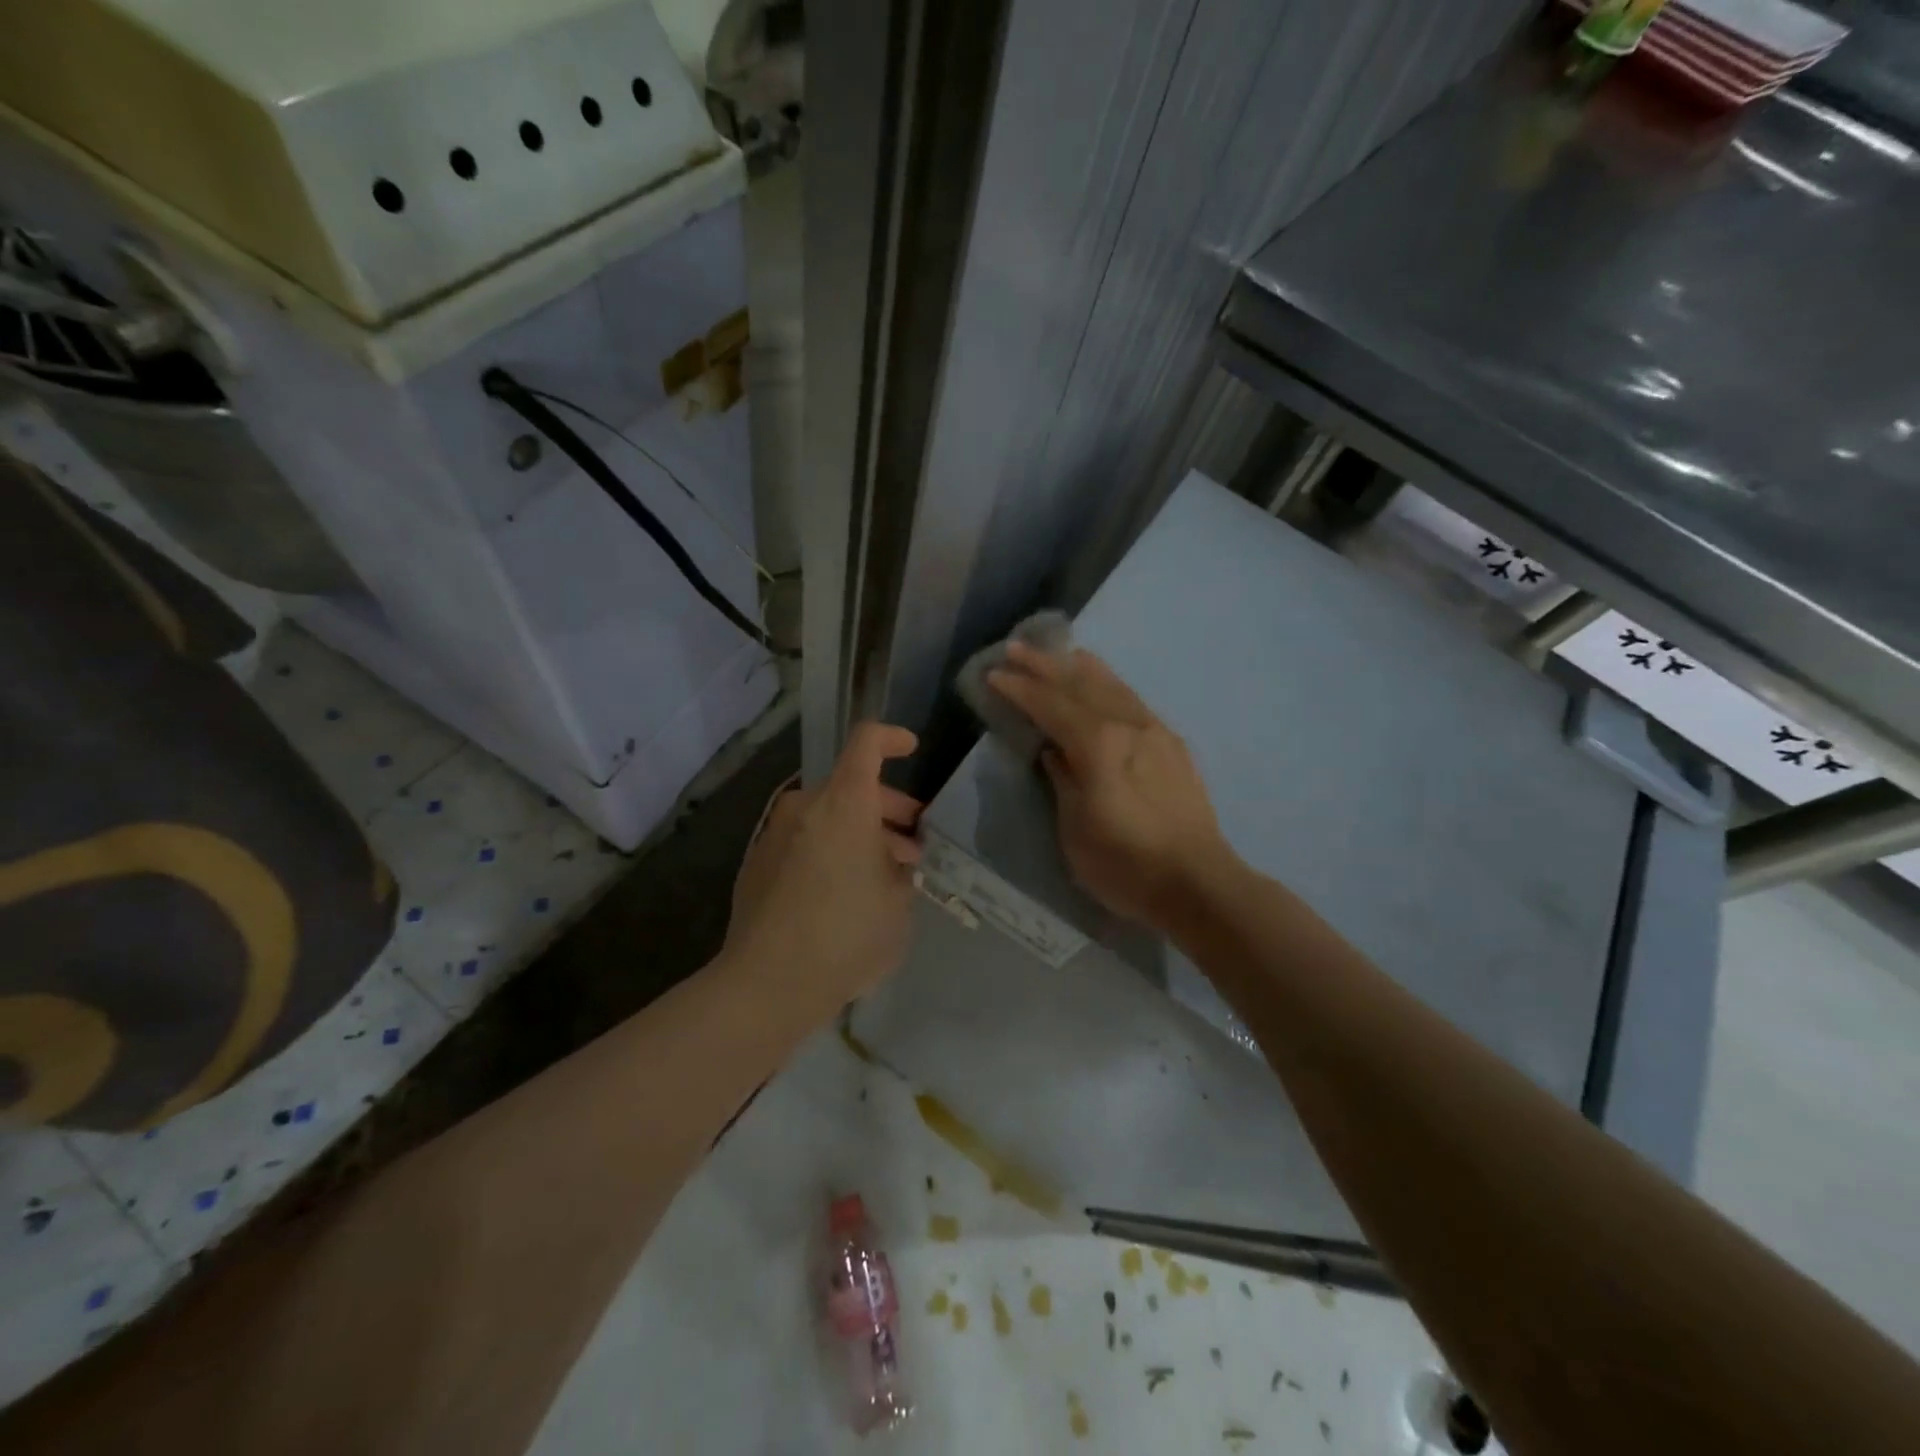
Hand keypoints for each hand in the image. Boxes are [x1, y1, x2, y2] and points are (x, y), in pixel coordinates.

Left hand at [723, 723, 923, 1016]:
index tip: (912, 749)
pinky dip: (830, 851)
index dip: (893, 738)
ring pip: (828, 816)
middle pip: (851, 785)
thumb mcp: (899, 903)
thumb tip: (895, 860)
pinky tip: (844, 894)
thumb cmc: (847, 935)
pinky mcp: (757, 863)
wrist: (767, 983)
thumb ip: (902, 869)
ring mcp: (776, 833)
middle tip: (912, 846)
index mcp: (845, 802)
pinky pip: (804, 840)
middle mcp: (806, 806)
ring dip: (859, 833)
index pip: (867, 742)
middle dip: (888, 808)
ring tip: (884, 875)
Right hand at [987, 643, 1231, 931]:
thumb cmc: (1125, 864)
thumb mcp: (1075, 829)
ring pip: (1113, 687)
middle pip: (1081, 685)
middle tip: (1016, 648)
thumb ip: (1062, 780)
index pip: (1051, 705)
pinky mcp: (1173, 745)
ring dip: (1082, 668)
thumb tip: (1053, 751)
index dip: (1020, 689)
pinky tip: (1106, 685)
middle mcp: (1128, 725)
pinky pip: (1134, 702)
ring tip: (1062, 652)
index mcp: (1098, 744)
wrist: (1198, 884)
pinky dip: (1112, 685)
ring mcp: (1155, 732)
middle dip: (1046, 665)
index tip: (994, 673)